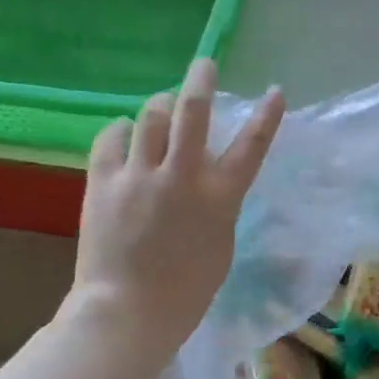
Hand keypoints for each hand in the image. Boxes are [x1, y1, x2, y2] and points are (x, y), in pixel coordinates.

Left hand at [64, 58, 284, 372]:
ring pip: (150, 116)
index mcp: (219, 197)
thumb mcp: (221, 244)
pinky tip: (126, 136)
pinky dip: (123, 132)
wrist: (128, 312)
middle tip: (204, 66)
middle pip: (193, 111)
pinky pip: (111, 138)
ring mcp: (139, 176)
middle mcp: (182, 176)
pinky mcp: (102, 182)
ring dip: (159, 107)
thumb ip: (218, 205)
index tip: (275, 92)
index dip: (267, 116)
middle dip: (201, 80)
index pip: (252, 145)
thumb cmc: (187, 290)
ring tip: (161, 110)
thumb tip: (208, 178)